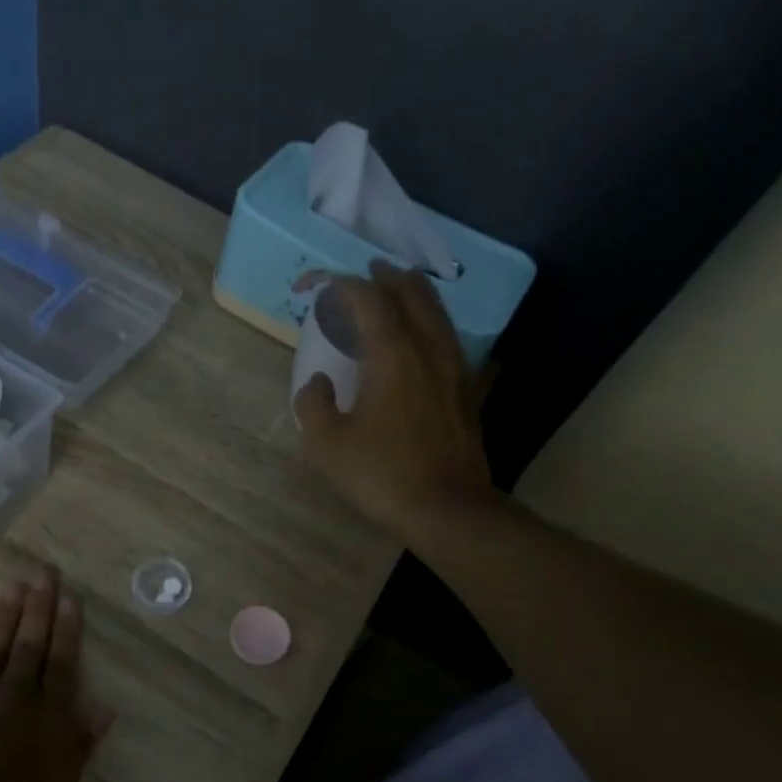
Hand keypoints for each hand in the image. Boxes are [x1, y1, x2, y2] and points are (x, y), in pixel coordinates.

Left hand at [0, 570, 113, 781]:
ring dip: (6, 614)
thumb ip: (78, 751)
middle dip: (38, 607)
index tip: (69, 598)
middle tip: (43, 572)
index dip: (67, 630)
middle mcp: (13, 699)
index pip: (62, 664)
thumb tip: (101, 711)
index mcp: (49, 722)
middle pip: (29, 645)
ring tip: (14, 584)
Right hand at [294, 262, 492, 537]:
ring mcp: (455, 367)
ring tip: (397, 292)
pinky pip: (450, 339)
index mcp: (392, 354)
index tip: (318, 286)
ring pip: (437, 312)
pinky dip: (432, 325)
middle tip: (367, 273)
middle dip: (386, 277)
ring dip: (414, 295)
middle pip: (412, 292)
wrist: (446, 508)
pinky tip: (425, 339)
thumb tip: (317, 383)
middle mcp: (428, 348)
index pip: (367, 299)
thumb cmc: (382, 474)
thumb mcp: (328, 445)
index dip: (341, 285)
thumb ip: (313, 405)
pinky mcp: (468, 389)